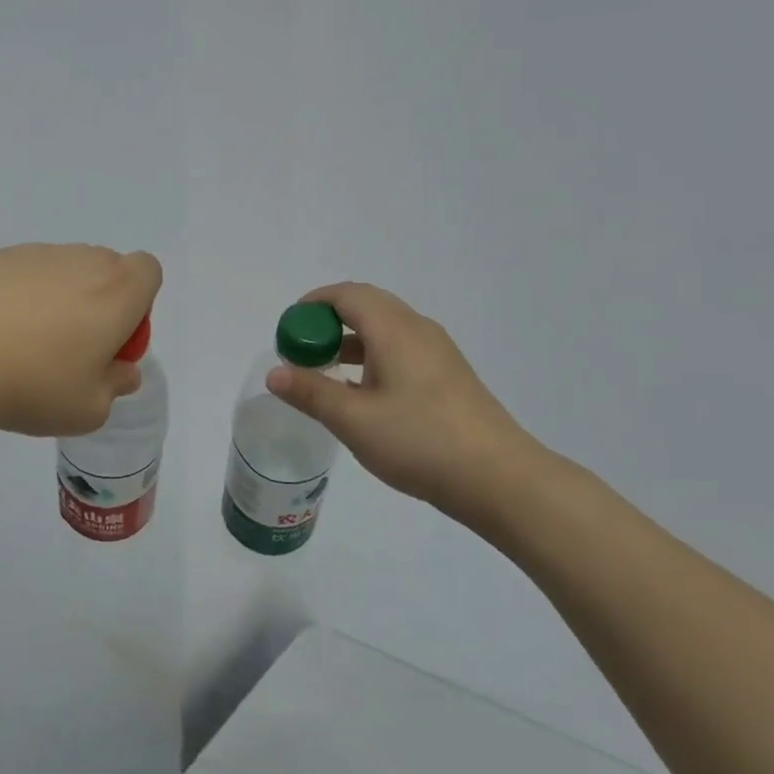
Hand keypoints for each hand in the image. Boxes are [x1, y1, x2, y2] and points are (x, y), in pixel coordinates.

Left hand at [0, 244, 162, 437]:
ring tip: (21, 346)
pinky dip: (15, 297)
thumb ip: (115, 386)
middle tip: (71, 351)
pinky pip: (19, 275)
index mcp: (117, 290)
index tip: (111, 343)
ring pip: (61, 271)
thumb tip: (121, 371)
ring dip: (56, 300)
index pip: (148, 272)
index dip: (138, 306)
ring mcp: (33, 253)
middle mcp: (80, 260)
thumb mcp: (88, 409)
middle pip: (105, 270)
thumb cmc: (31, 383)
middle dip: (98, 303)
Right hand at [265, 283, 544, 536]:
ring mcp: (437, 353)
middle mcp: (418, 330)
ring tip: (324, 374)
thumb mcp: (354, 420)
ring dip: (350, 342)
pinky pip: (400, 351)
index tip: (287, 331)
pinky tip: (362, 396)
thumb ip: (311, 392)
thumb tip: (274, 373)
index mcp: (395, 330)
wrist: (499, 479)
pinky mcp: (448, 377)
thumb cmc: (420, 442)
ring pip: (385, 330)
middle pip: (366, 306)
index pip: (347, 295)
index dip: (312, 304)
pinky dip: (372, 359)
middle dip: (328, 322)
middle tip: (302, 352)